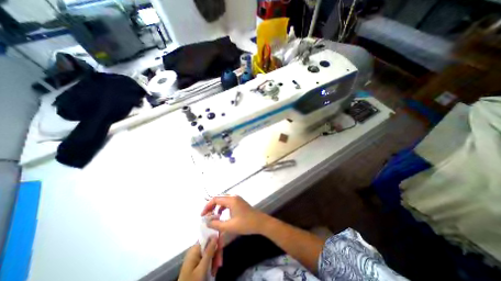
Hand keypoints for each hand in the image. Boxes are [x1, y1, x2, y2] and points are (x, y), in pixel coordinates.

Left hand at [179, 237, 218, 280]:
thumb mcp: (202, 268)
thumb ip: (209, 251)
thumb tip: (215, 236)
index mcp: (194, 249)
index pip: (207, 238)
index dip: (216, 240)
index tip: (222, 246)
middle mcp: (194, 251)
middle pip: (209, 246)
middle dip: (216, 253)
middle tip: (219, 263)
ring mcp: (195, 257)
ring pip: (209, 253)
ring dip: (214, 260)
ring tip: (216, 269)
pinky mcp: (196, 263)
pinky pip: (206, 259)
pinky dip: (211, 264)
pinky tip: (213, 270)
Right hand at [200, 195, 269, 234]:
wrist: (260, 222)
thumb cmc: (246, 224)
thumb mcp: (230, 226)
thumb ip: (217, 224)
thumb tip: (207, 222)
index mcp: (231, 200)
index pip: (215, 199)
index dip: (207, 206)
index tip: (202, 215)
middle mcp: (233, 196)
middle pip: (219, 198)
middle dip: (211, 206)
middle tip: (206, 216)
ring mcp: (237, 198)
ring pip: (223, 200)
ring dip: (216, 207)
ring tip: (213, 216)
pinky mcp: (239, 202)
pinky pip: (227, 202)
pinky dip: (222, 208)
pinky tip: (221, 215)